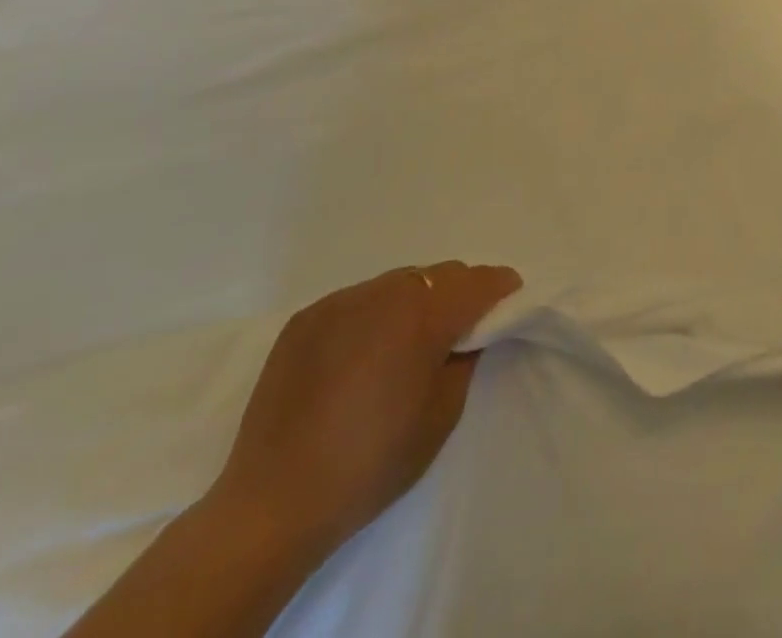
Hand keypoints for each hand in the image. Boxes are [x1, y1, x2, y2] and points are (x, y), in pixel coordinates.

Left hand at [208, 261, 521, 562]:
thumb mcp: (442, 415)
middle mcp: (385, 294)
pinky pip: (358, 300)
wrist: (272, 505)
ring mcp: (341, 302)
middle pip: (440, 275)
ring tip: (406, 341)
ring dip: (415, 300)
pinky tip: (362, 353)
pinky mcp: (306, 318)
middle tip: (459, 329)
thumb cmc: (372, 464)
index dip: (500, 289)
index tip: (509, 300)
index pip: (479, 282)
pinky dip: (373, 314)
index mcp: (424, 316)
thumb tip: (468, 333)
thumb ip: (465, 358)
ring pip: (399, 282)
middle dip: (458, 293)